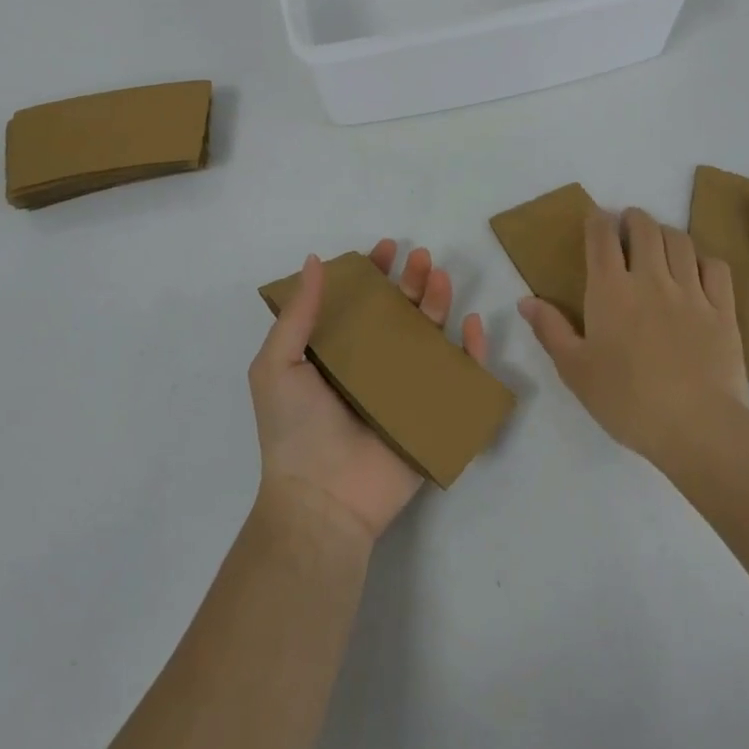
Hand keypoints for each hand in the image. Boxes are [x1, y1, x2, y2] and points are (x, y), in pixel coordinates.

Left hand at [250, 240, 488, 543]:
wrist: (322, 501)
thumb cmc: (295, 429)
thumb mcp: (278, 364)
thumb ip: (298, 313)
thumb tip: (316, 260)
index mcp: (337, 353)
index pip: (360, 303)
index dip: (374, 273)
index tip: (386, 248)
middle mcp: (372, 365)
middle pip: (400, 313)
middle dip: (412, 281)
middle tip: (422, 258)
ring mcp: (404, 390)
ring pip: (429, 337)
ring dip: (439, 303)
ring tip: (442, 277)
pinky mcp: (431, 415)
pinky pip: (458, 378)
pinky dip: (470, 351)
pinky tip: (471, 324)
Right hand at [519, 207, 748, 468]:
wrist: (697, 426)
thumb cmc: (626, 400)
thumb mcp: (575, 370)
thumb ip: (550, 330)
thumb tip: (526, 300)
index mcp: (610, 290)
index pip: (602, 236)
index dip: (597, 220)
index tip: (595, 218)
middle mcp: (650, 279)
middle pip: (644, 227)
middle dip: (633, 218)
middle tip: (627, 226)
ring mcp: (691, 292)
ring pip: (680, 240)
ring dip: (666, 232)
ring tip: (659, 243)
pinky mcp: (723, 310)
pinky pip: (716, 267)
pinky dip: (704, 259)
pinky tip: (698, 270)